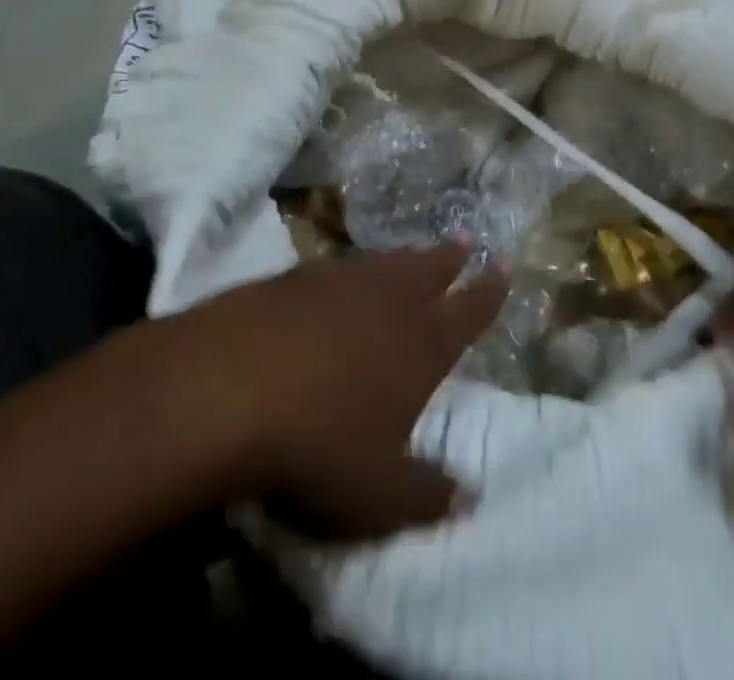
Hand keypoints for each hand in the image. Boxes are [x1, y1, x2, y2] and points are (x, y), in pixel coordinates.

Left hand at [160, 246, 506, 539]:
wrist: (228, 388)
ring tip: (415, 249)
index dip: (490, 289)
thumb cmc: (317, 446)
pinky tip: (341, 276)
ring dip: (405, 256)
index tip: (505, 264)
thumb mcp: (377, 494)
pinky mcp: (294, 278)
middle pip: (431, 270)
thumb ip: (427, 495)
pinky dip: (352, 269)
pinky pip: (338, 267)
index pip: (469, 311)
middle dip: (451, 256)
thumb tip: (471, 496)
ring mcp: (341, 283)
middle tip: (466, 237)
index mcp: (423, 345)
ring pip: (385, 262)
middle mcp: (390, 302)